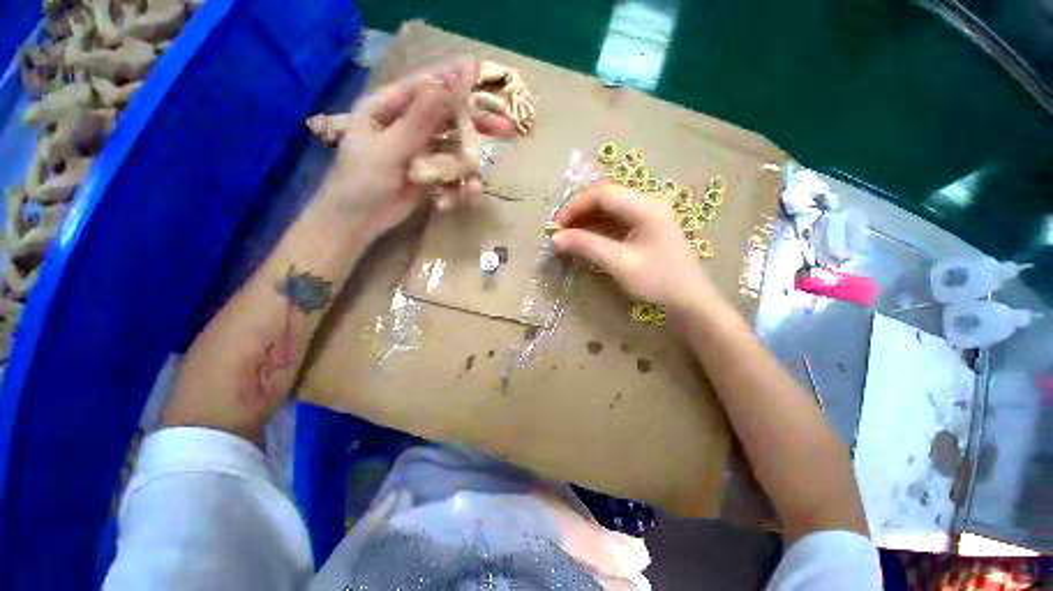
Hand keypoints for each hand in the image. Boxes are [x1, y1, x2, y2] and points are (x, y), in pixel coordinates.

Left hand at [318, 59, 515, 242]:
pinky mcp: (429, 175)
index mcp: (389, 107)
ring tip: (471, 191)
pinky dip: (455, 191)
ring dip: (465, 172)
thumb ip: (421, 119)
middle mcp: (408, 126)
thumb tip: (450, 83)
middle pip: (449, 117)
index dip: (454, 80)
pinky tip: (447, 205)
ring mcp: (421, 152)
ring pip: (455, 151)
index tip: (482, 75)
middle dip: (476, 126)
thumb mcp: (389, 148)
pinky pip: (452, 177)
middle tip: (505, 129)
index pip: (426, 85)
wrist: (356, 222)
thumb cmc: (361, 181)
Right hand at [552, 182, 718, 313]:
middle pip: (605, 197)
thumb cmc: (658, 282)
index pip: (602, 194)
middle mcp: (647, 203)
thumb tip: (556, 238)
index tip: (557, 226)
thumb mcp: (620, 264)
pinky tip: (586, 240)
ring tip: (569, 237)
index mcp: (645, 207)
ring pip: (609, 208)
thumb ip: (587, 246)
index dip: (576, 206)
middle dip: (579, 212)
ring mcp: (648, 215)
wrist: (690, 301)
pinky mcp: (646, 227)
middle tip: (561, 232)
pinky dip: (598, 228)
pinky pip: (616, 220)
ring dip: (587, 220)